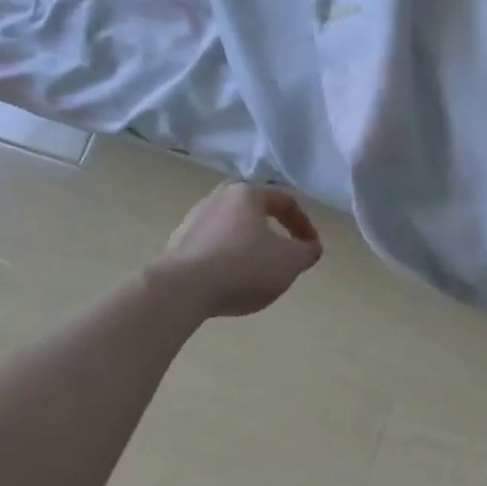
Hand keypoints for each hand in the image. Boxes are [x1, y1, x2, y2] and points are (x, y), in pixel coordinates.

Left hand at [147, 182, 322, 320]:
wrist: (179, 290)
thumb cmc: (243, 266)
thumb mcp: (289, 262)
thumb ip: (306, 252)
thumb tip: (310, 248)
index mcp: (247, 194)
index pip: (285, 201)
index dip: (304, 224)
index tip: (311, 248)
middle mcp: (218, 199)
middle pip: (253, 210)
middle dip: (271, 229)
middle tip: (281, 250)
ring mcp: (192, 221)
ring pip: (230, 229)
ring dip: (247, 245)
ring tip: (255, 271)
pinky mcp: (174, 246)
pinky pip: (210, 248)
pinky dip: (225, 260)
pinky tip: (228, 282)